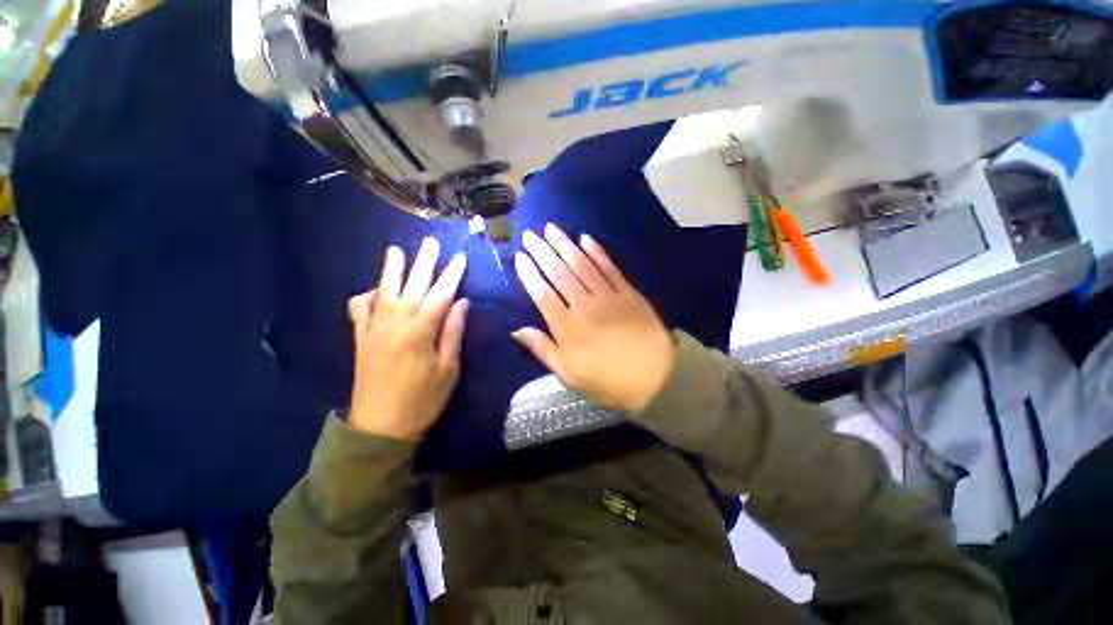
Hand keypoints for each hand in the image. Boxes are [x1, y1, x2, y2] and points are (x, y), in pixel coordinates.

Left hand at [347, 237, 468, 440]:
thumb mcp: (448, 369)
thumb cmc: (423, 400)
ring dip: (392, 270)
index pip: (440, 296)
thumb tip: (462, 303)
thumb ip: (453, 333)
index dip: (452, 276)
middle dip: (424, 263)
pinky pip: (359, 311)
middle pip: (413, 286)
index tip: (460, 258)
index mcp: (420, 332)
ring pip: (384, 292)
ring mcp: (374, 329)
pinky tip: (374, 291)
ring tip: (396, 250)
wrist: (380, 427)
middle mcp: (395, 324)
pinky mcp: (361, 339)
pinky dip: (365, 296)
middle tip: (431, 243)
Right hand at [513, 224, 674, 411]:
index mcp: (567, 328)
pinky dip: (598, 252)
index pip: (543, 294)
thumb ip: (543, 350)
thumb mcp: (569, 375)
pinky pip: (610, 268)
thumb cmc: (608, 380)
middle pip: (560, 273)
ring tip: (551, 229)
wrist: (657, 377)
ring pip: (582, 265)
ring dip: (565, 245)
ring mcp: (608, 296)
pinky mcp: (628, 292)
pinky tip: (586, 239)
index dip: (529, 274)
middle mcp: (584, 306)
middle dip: (543, 251)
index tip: (520, 257)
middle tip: (530, 234)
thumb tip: (517, 331)